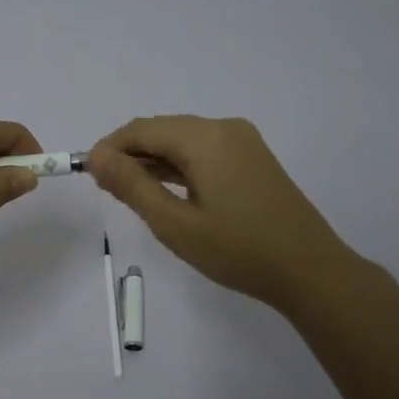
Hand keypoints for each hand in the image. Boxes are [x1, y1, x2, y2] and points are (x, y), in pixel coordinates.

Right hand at [85, 115, 360, 312]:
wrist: (310, 270)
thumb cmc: (238, 251)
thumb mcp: (175, 224)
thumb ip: (132, 186)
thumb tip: (96, 156)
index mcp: (205, 138)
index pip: (142, 129)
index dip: (110, 148)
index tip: (88, 175)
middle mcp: (224, 128)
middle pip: (163, 130)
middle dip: (130, 154)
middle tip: (106, 189)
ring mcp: (243, 142)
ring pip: (183, 141)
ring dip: (153, 161)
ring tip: (129, 193)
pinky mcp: (252, 158)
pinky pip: (204, 152)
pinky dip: (179, 166)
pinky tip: (165, 190)